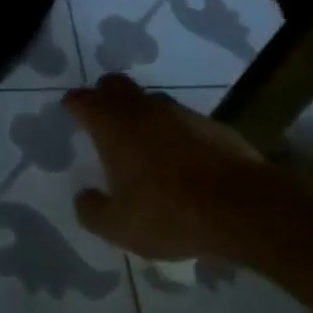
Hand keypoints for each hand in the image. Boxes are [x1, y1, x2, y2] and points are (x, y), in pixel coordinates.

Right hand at [64, 74, 264, 259]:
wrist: (242, 207)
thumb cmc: (169, 213)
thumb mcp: (119, 227)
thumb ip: (93, 211)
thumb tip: (84, 196)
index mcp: (113, 126)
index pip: (84, 100)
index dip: (74, 103)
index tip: (70, 108)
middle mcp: (142, 109)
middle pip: (116, 85)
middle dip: (104, 94)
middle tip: (101, 112)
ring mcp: (180, 113)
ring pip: (150, 99)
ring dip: (140, 111)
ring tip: (140, 137)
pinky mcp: (211, 125)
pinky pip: (181, 119)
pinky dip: (172, 130)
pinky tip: (178, 154)